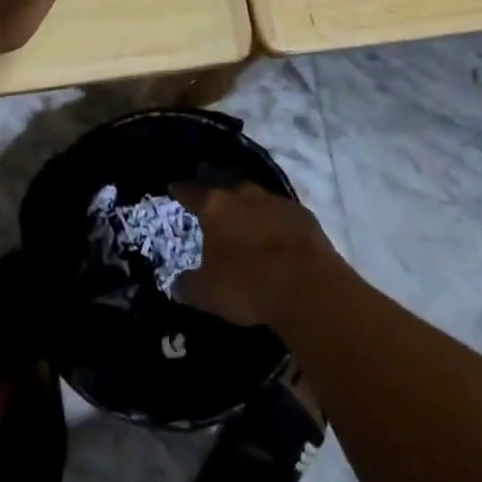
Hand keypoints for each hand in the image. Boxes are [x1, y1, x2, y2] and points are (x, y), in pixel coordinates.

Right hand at [169, 183, 338, 329]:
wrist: (308, 286)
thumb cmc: (247, 284)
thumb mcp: (207, 293)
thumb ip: (188, 285)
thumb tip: (177, 284)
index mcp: (215, 206)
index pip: (191, 191)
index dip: (181, 191)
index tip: (174, 188)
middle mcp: (243, 194)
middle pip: (225, 190)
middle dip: (218, 199)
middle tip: (212, 212)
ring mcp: (276, 201)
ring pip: (255, 200)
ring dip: (248, 210)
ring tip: (245, 226)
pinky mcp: (303, 215)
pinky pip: (281, 214)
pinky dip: (274, 223)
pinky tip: (275, 239)